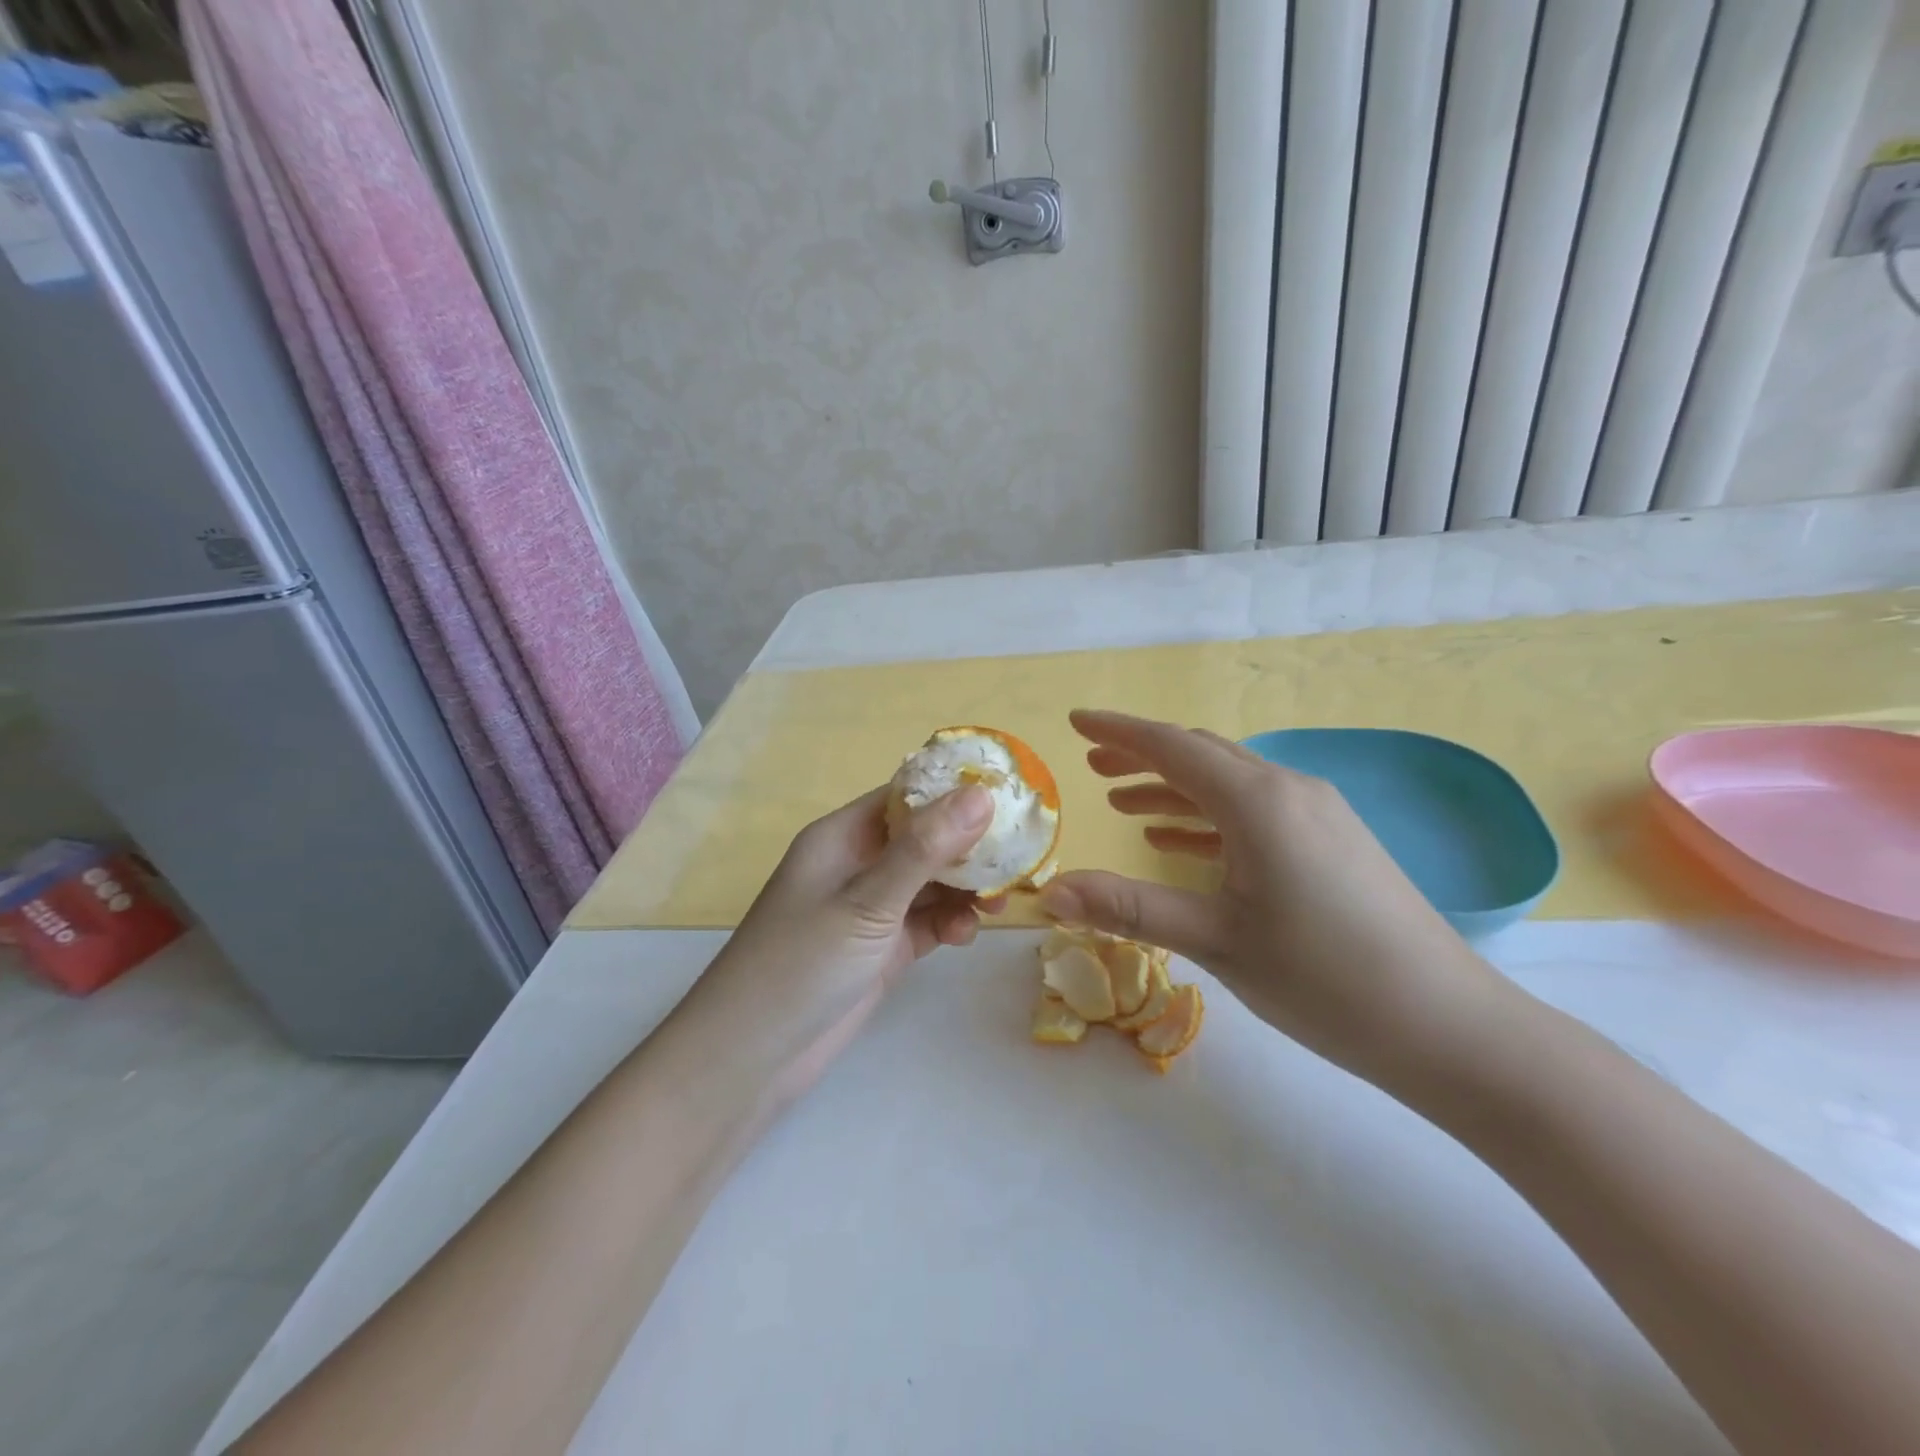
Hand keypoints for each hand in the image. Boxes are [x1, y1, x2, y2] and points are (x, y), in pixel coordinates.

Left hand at [687, 784, 999, 1101]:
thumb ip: (925, 850)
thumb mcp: (867, 902)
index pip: (906, 796)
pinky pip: (927, 921)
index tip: (1008, 796)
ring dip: (965, 889)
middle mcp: (859, 864)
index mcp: (844, 836)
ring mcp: (871, 909)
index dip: (953, 791)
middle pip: (925, 839)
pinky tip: (965, 935)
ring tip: (998, 903)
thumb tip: (982, 794)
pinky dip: (950, 923)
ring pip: (931, 882)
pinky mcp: (882, 948)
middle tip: (1019, 857)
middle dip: (969, 847)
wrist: (752, 1057)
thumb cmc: (801, 963)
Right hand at [1038, 710, 1510, 1091]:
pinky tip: (1181, 843)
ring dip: (1174, 789)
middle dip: (1143, 756)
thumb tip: (1049, 894)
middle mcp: (1289, 790)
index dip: (1119, 731)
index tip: (1076, 721)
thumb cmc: (1325, 980)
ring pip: (1229, 784)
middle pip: (1201, 756)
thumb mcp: (1217, 940)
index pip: (1172, 747)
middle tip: (1093, 765)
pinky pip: (1255, 813)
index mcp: (1258, 801)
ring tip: (1124, 803)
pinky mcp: (1333, 843)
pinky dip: (1209, 818)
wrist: (1450, 1029)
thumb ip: (1129, 909)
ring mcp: (1318, 815)